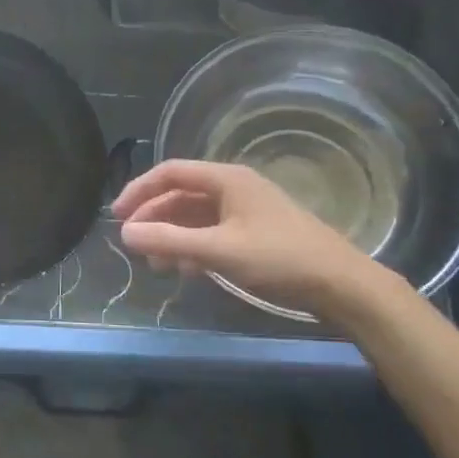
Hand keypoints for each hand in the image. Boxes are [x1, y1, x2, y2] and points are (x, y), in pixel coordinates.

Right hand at [112, 159, 390, 317]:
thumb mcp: (219, 250)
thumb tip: (125, 233)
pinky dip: (193, 247)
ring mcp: (246, 211)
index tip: (117, 216)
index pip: (170, 172)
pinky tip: (185, 269)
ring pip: (196, 216)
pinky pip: (212, 232)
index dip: (139, 190)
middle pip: (181, 194)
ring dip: (171, 235)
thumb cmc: (279, 259)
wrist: (341, 285)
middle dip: (154, 217)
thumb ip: (169, 240)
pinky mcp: (255, 234)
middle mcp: (234, 188)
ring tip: (155, 262)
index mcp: (227, 179)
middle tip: (132, 243)